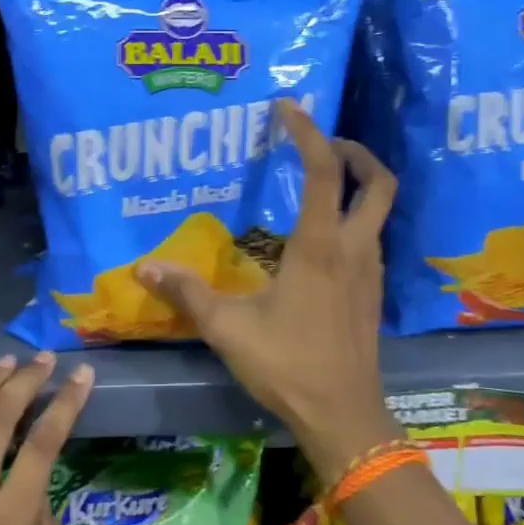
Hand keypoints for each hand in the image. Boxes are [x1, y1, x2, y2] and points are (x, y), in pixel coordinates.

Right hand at [138, 99, 398, 480]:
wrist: (344, 416)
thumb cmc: (287, 366)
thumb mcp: (228, 329)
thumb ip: (187, 293)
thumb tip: (144, 267)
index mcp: (319, 246)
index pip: (323, 171)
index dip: (308, 132)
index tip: (289, 107)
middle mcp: (353, 248)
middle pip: (377, 181)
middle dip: (355, 151)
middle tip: (322, 143)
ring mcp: (370, 271)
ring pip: (379, 209)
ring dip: (358, 184)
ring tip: (319, 182)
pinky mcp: (373, 292)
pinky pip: (371, 236)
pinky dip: (354, 217)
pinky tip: (321, 238)